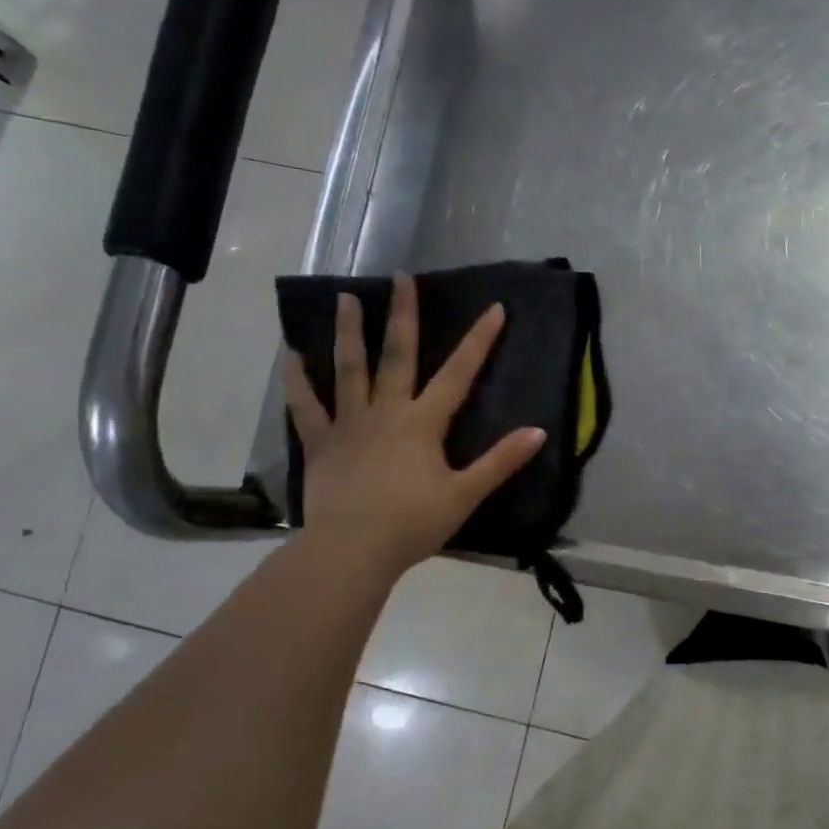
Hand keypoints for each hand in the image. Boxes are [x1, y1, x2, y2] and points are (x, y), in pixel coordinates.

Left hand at [282, 274, 545, 576]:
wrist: (352, 550)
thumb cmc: (413, 523)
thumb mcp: (466, 494)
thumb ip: (501, 461)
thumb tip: (538, 431)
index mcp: (424, 422)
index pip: (459, 373)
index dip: (479, 340)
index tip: (494, 308)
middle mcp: (387, 411)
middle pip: (398, 355)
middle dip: (404, 315)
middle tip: (401, 278)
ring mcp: (350, 425)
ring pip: (349, 369)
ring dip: (349, 332)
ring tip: (346, 297)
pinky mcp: (322, 444)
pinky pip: (307, 407)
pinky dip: (297, 380)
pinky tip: (290, 355)